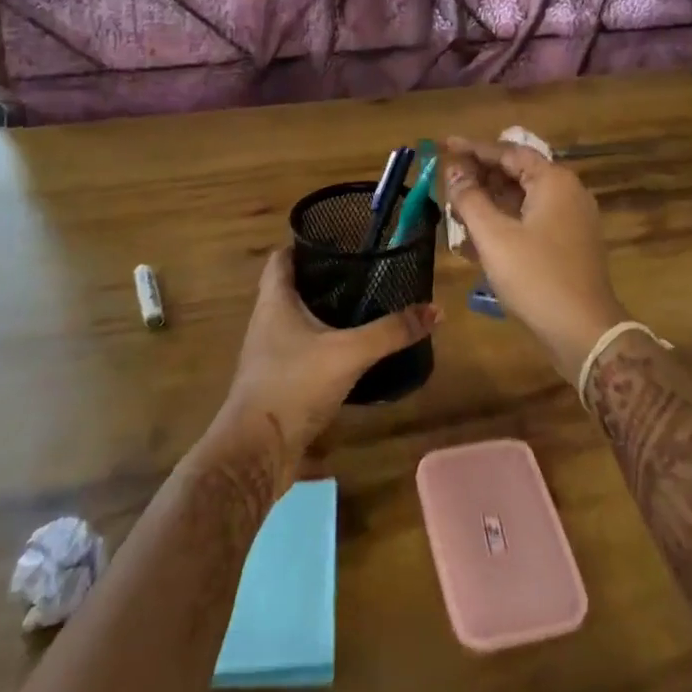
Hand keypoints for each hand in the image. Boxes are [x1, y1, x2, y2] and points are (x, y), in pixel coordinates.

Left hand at [208, 248, 439, 495]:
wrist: (256, 451)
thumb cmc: (294, 385)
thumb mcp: (349, 353)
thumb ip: (391, 331)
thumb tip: (435, 310)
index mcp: (275, 300)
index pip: (282, 257)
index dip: (306, 244)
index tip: (340, 240)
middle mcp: (267, 320)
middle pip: (292, 286)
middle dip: (324, 278)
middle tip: (363, 273)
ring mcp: (270, 353)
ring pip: (297, 320)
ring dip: (324, 312)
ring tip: (363, 306)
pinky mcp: (278, 381)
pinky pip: (302, 350)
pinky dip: (324, 344)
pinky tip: (351, 350)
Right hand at [441, 137, 625, 379]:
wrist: (584, 332)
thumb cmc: (536, 277)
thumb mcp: (494, 236)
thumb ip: (470, 199)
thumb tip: (453, 171)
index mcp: (553, 181)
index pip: (508, 152)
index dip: (473, 149)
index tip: (445, 145)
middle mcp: (567, 193)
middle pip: (518, 172)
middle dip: (481, 174)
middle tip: (447, 177)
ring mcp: (571, 220)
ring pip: (524, 197)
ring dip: (491, 198)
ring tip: (457, 203)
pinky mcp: (569, 244)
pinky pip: (532, 218)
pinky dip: (506, 219)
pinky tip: (480, 231)